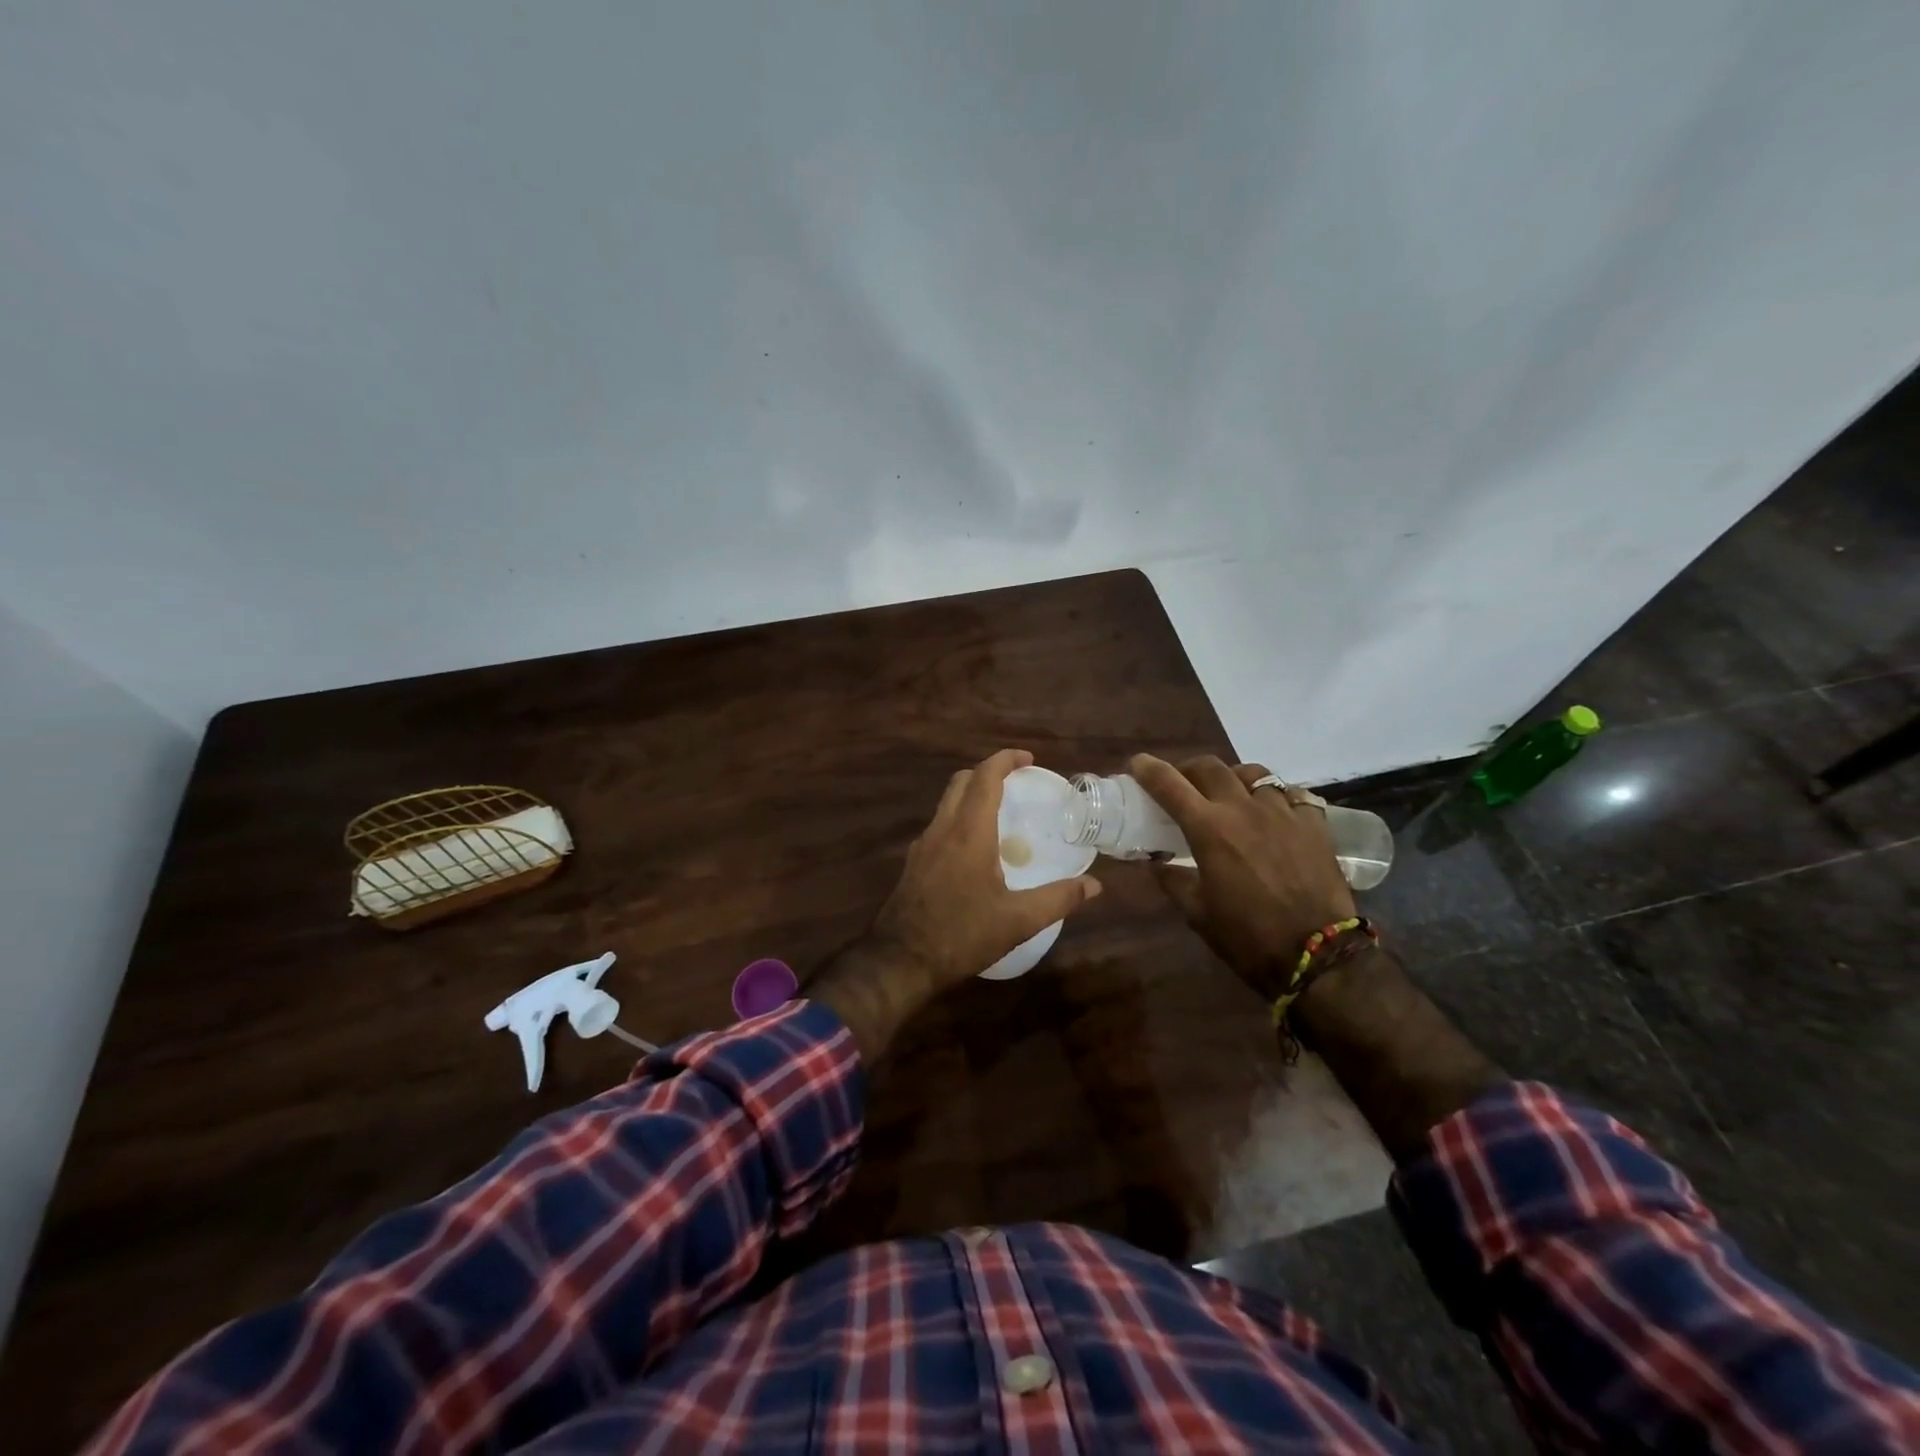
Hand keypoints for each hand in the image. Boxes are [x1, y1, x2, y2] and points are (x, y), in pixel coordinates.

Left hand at [809, 749, 1102, 1060]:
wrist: (900, 960)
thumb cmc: (962, 935)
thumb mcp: (1018, 921)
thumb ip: (1059, 900)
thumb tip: (1094, 885)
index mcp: (969, 832)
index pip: (985, 777)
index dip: (1006, 760)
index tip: (1029, 759)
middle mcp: (942, 829)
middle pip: (961, 782)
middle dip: (988, 773)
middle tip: (1016, 783)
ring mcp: (923, 845)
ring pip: (946, 803)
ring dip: (971, 796)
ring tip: (999, 815)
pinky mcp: (913, 863)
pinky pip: (938, 827)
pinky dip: (958, 821)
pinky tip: (973, 851)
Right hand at [1130, 753, 1354, 1001]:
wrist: (1318, 956)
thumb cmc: (1247, 938)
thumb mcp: (1197, 913)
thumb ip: (1173, 880)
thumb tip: (1157, 862)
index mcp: (1209, 829)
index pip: (1169, 784)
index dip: (1149, 769)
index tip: (1138, 764)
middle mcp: (1243, 809)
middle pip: (1210, 767)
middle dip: (1189, 769)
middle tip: (1183, 784)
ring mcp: (1283, 812)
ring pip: (1253, 773)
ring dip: (1233, 778)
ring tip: (1231, 794)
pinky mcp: (1314, 824)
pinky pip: (1291, 794)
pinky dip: (1275, 796)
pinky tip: (1273, 812)